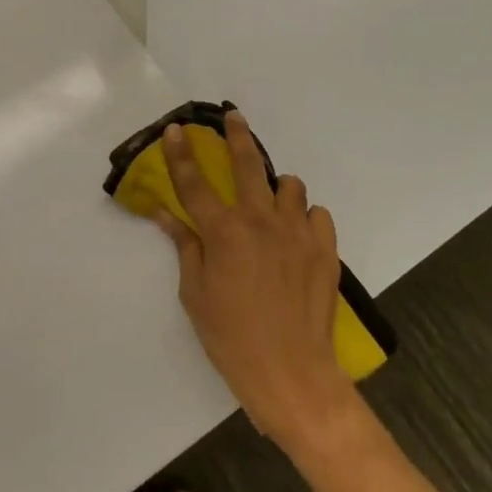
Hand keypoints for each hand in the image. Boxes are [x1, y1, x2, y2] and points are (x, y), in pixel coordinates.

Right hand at [155, 111, 355, 447]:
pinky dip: (305, 218)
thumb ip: (184, 246)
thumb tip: (166, 214)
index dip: (181, 153)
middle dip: (237, 136)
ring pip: (290, 185)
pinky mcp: (325, 247)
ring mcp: (298, 231)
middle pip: (248, 164)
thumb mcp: (195, 294)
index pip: (194, 182)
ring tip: (271, 204)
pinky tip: (296, 236)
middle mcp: (261, 220)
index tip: (177, 129)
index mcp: (223, 232)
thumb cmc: (231, 338)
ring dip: (277, 188)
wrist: (291, 372)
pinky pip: (317, 214)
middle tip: (234, 119)